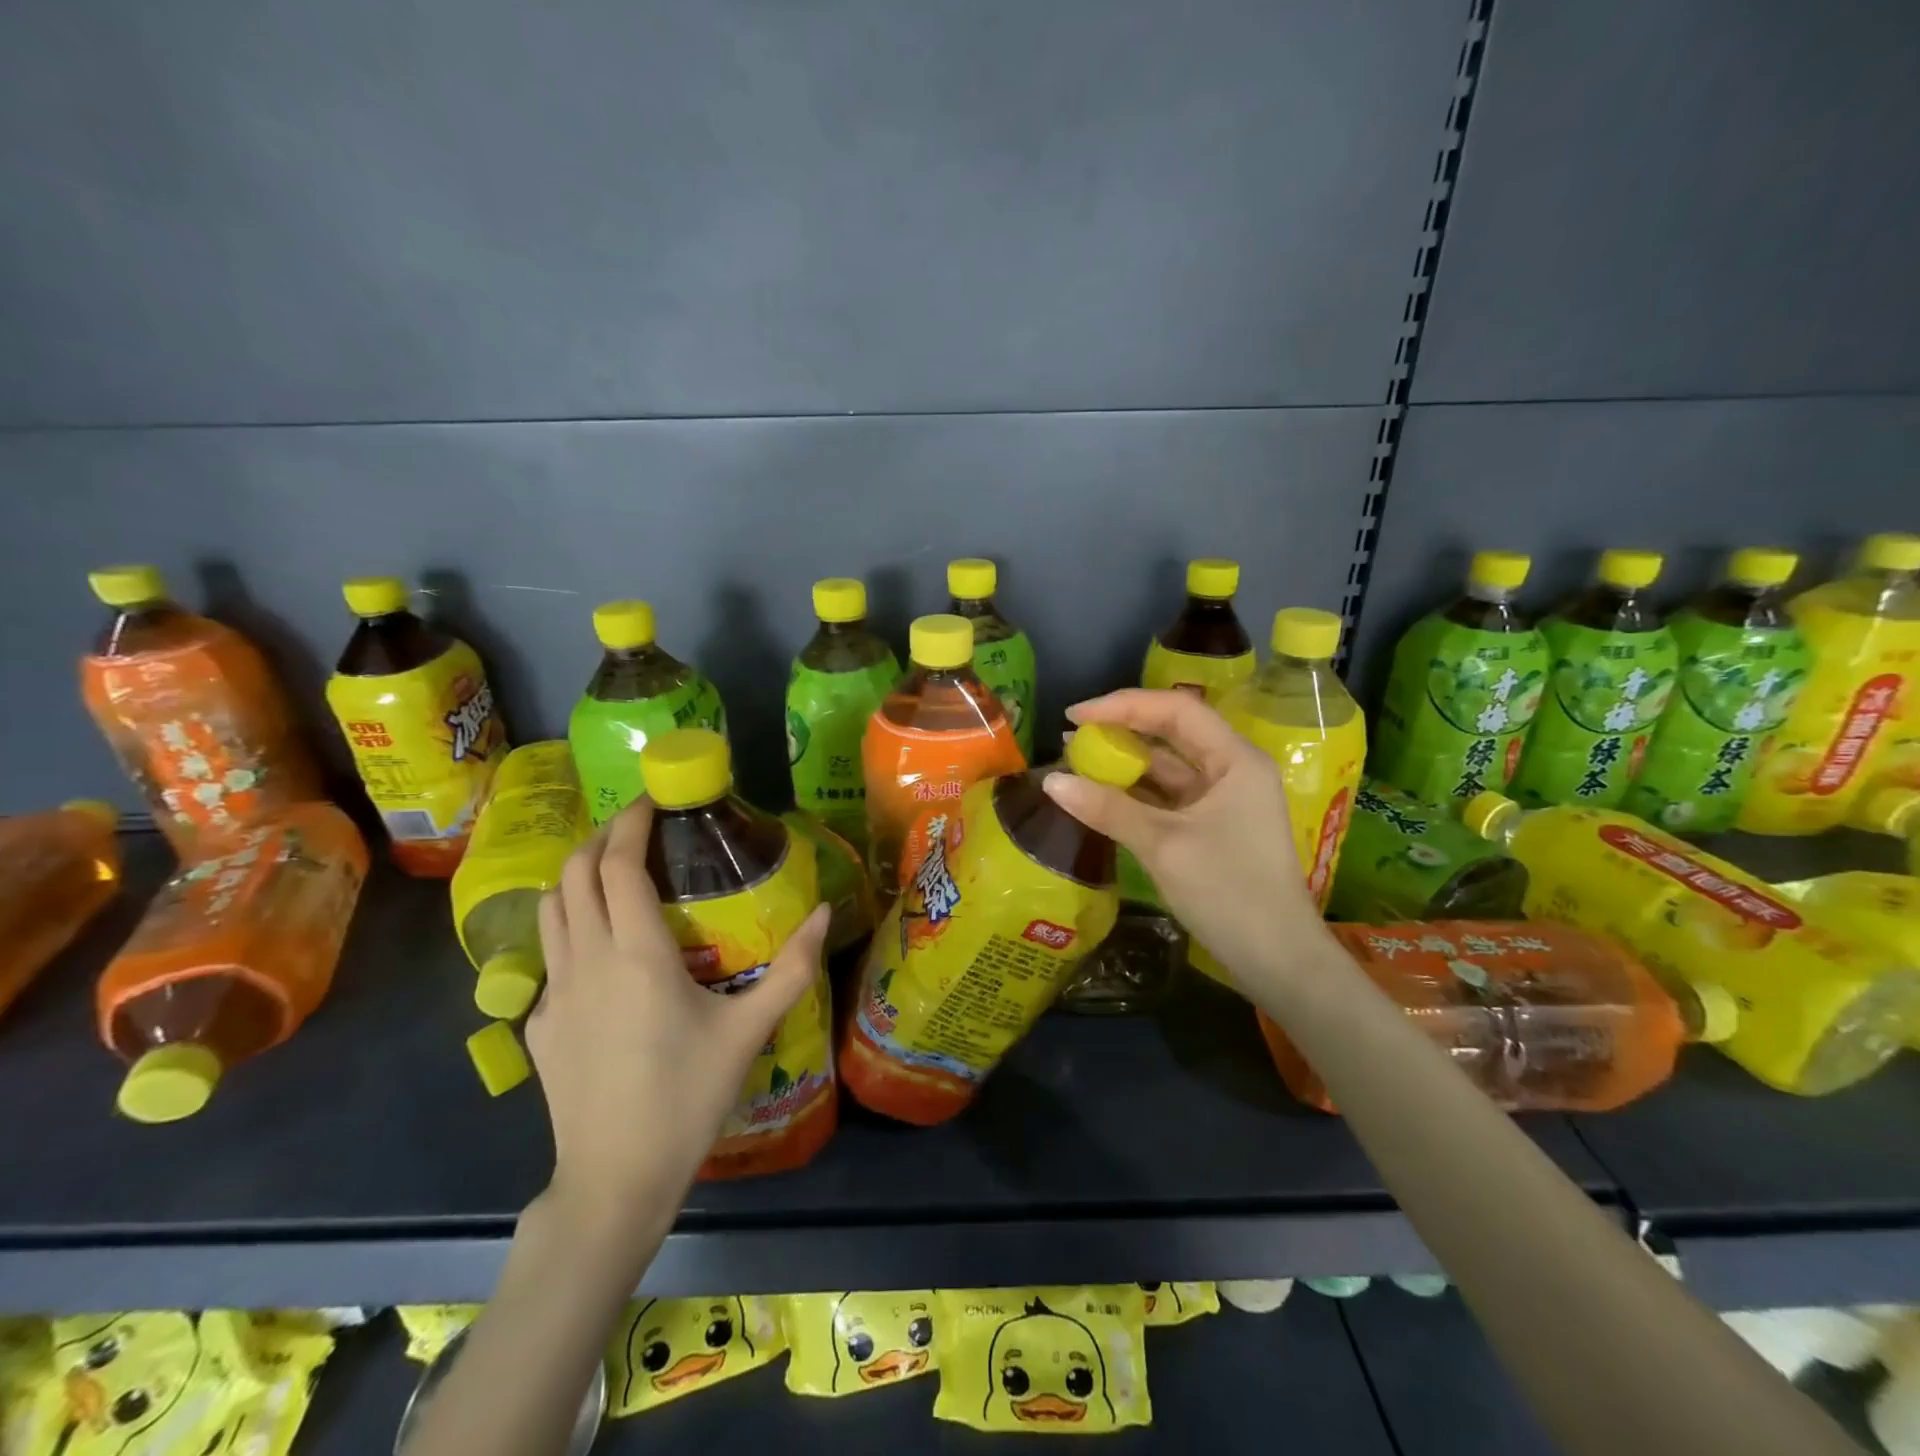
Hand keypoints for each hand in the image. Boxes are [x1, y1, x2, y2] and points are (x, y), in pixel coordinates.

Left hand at [527, 797, 829, 1254]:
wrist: (615, 1179)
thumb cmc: (688, 1097)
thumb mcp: (750, 1030)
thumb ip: (792, 967)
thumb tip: (824, 912)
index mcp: (636, 954)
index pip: (617, 865)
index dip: (631, 824)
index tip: (652, 801)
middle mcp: (586, 960)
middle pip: (573, 874)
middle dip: (600, 837)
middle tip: (637, 827)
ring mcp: (554, 992)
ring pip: (550, 909)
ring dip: (576, 876)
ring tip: (614, 871)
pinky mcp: (540, 1022)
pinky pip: (550, 953)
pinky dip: (571, 924)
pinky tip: (603, 948)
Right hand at [1041, 689, 1333, 993]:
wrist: (1278, 960)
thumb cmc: (1228, 891)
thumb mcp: (1162, 845)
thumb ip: (1107, 808)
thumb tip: (1051, 782)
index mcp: (1235, 759)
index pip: (1175, 710)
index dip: (1122, 705)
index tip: (1075, 714)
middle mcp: (1232, 769)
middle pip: (1172, 733)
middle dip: (1121, 731)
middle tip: (1072, 737)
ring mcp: (1223, 799)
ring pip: (1168, 767)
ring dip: (1125, 763)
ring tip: (1077, 762)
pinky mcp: (1212, 826)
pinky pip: (1168, 797)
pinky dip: (1135, 793)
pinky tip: (1101, 795)